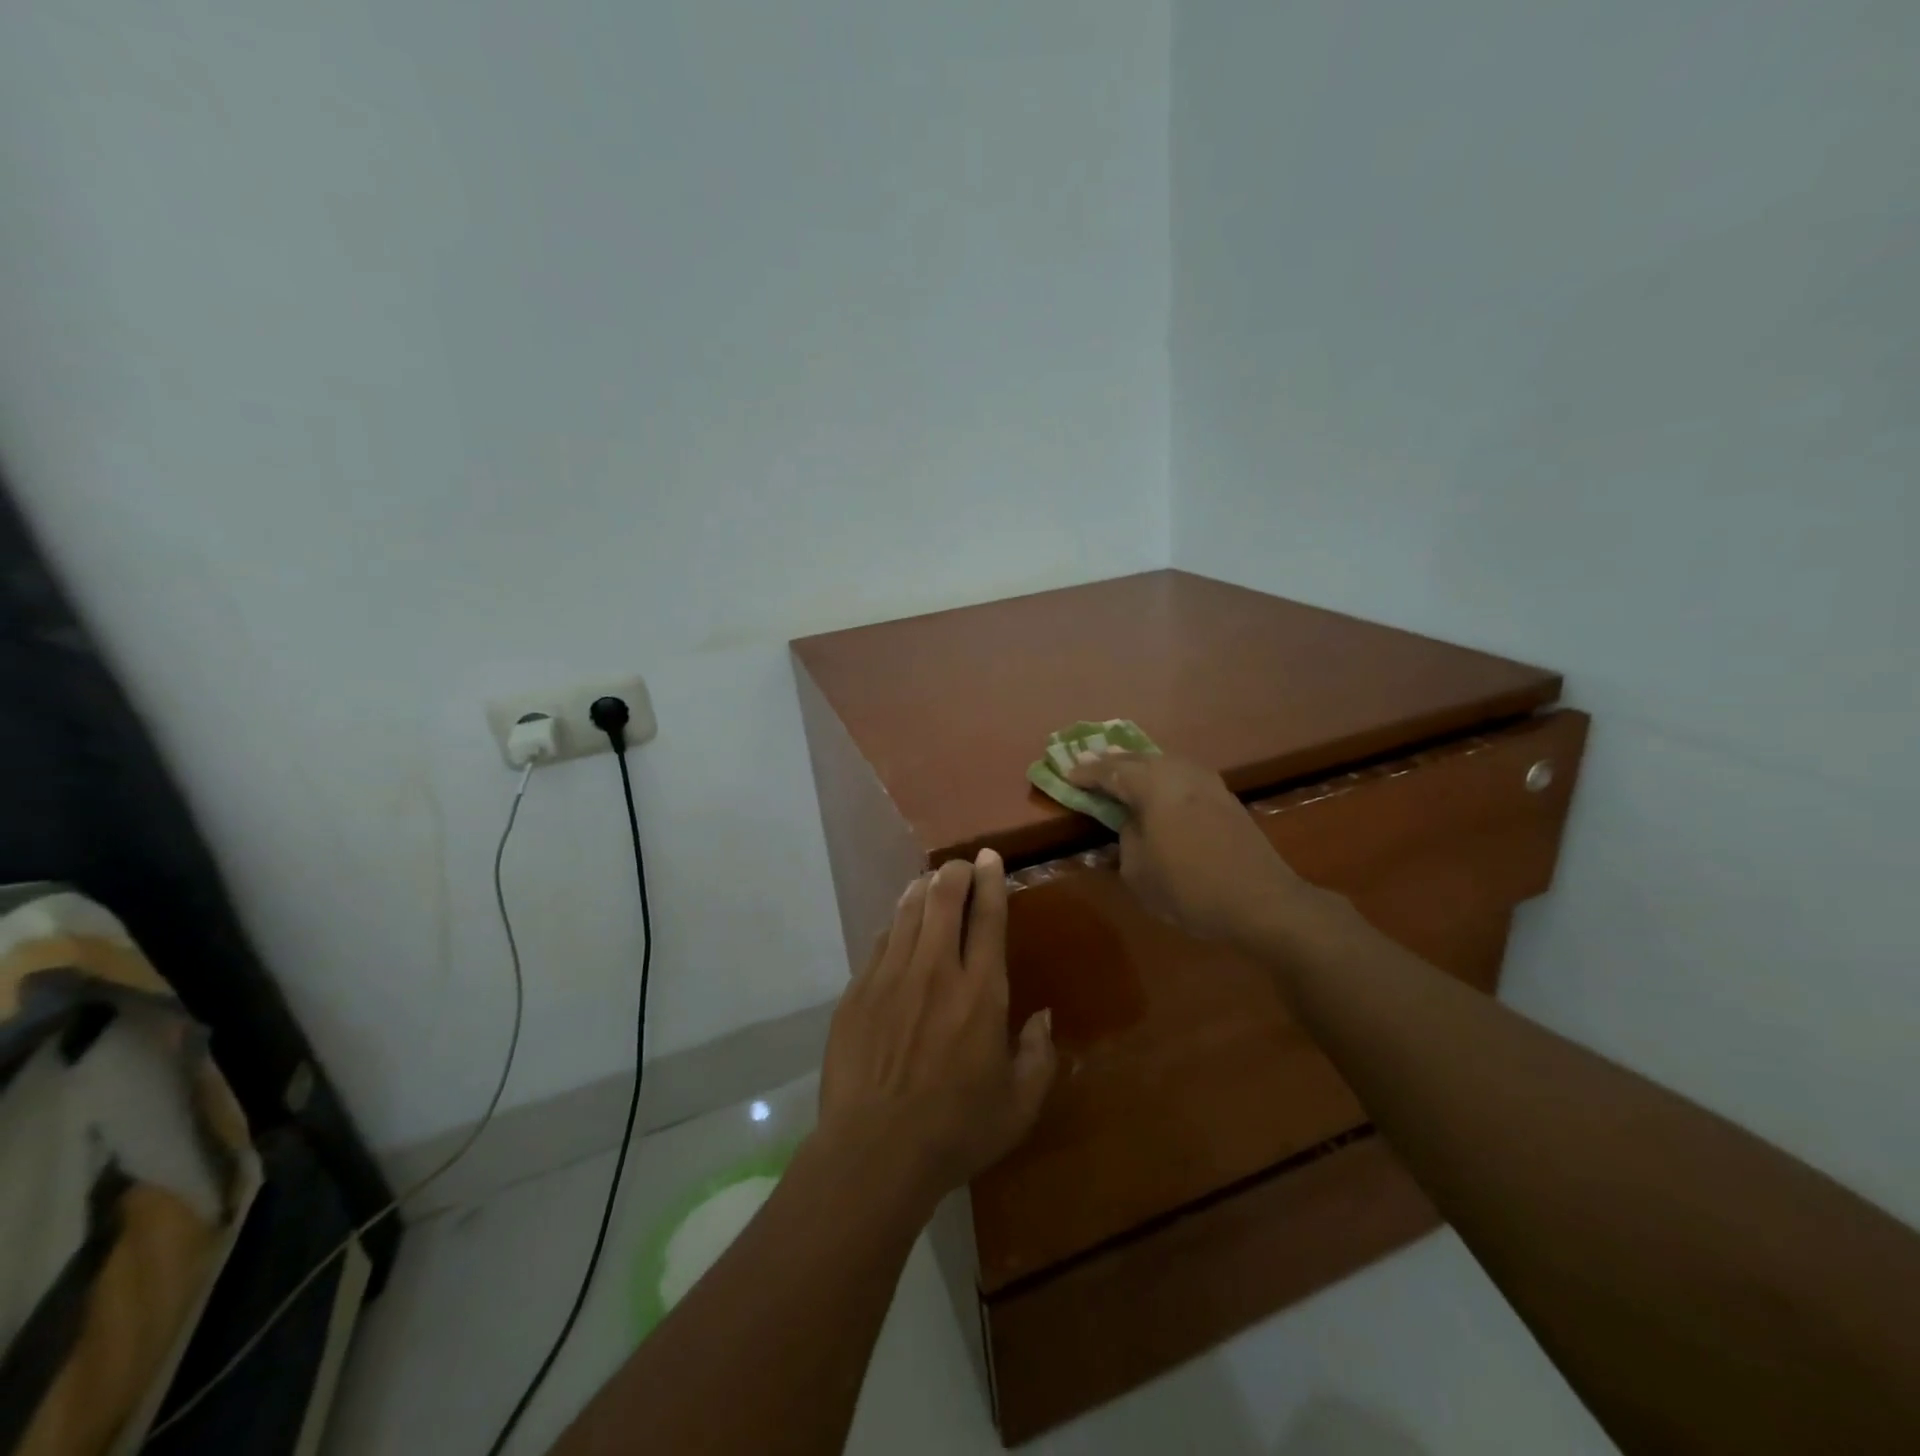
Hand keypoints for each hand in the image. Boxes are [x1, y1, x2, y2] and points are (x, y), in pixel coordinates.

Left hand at [818, 851, 1055, 1209]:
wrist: (873, 1153)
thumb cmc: (955, 1131)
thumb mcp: (1018, 1106)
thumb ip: (1039, 1056)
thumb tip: (1043, 1017)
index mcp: (980, 993)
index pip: (988, 918)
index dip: (990, 881)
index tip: (989, 858)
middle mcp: (935, 971)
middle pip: (943, 899)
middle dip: (954, 873)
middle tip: (960, 865)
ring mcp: (890, 978)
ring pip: (907, 912)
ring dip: (922, 889)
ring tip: (931, 881)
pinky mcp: (857, 992)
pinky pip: (880, 942)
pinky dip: (895, 925)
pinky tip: (899, 926)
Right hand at [1067, 753, 1312, 943]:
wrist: (1262, 902)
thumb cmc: (1190, 889)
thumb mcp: (1138, 871)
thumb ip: (1127, 837)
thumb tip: (1132, 822)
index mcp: (1153, 786)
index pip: (1111, 772)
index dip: (1086, 773)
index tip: (1066, 773)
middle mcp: (1180, 773)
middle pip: (1138, 759)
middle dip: (1112, 762)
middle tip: (1088, 763)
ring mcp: (1207, 782)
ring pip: (1164, 762)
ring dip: (1139, 765)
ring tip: (1121, 770)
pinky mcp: (1225, 797)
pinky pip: (1183, 774)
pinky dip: (1163, 776)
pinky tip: (1159, 785)